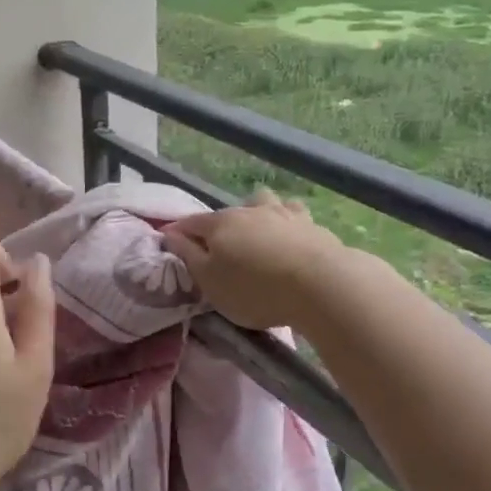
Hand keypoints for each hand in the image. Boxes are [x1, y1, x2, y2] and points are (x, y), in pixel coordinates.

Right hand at [163, 189, 345, 331]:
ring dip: (255, 212)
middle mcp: (249, 210)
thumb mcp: (209, 281)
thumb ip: (188, 256)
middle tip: (217, 250)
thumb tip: (171, 234)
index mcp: (219, 224)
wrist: (320, 284)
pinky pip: (293, 214)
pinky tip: (290, 233)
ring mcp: (283, 213)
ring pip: (263, 202)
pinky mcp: (311, 224)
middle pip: (226, 213)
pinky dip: (287, 221)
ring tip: (257, 232)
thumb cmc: (254, 289)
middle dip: (217, 226)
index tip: (171, 242)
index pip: (190, 223)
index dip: (178, 232)